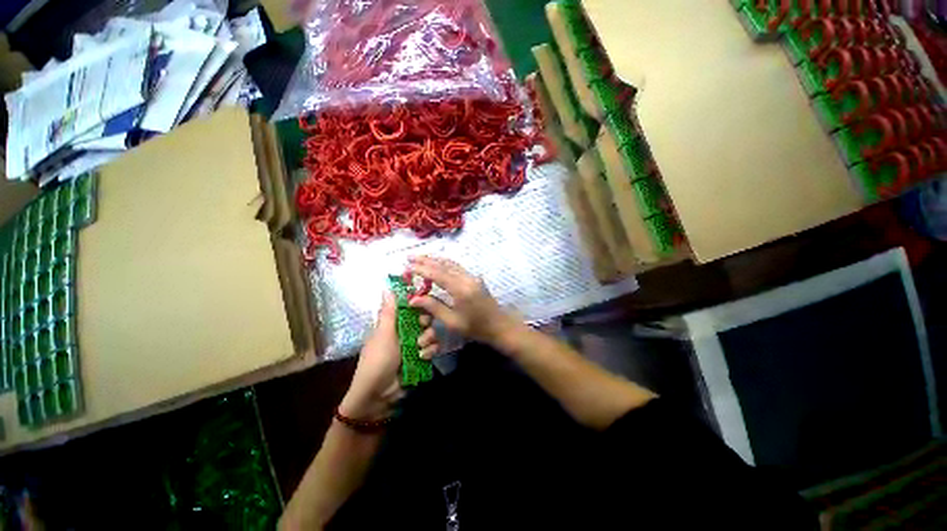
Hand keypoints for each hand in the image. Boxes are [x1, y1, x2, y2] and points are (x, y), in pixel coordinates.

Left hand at [339, 292, 438, 421]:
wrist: (380, 395)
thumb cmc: (378, 360)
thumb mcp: (383, 334)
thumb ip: (389, 312)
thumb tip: (387, 288)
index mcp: (393, 324)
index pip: (409, 307)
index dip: (418, 303)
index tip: (424, 302)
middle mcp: (405, 332)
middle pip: (423, 318)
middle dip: (425, 322)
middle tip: (422, 326)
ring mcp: (414, 345)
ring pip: (431, 332)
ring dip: (428, 339)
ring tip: (419, 348)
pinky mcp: (422, 357)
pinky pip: (433, 348)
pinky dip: (430, 351)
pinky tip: (423, 357)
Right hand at [407, 256, 522, 349]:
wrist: (499, 325)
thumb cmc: (475, 327)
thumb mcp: (452, 321)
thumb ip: (433, 307)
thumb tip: (413, 299)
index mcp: (460, 289)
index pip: (437, 274)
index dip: (421, 269)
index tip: (407, 266)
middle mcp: (466, 278)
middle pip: (443, 265)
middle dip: (426, 260)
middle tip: (409, 257)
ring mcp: (472, 277)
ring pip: (451, 263)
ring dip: (435, 260)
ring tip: (420, 258)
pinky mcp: (474, 278)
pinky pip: (457, 267)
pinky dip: (444, 263)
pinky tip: (437, 263)